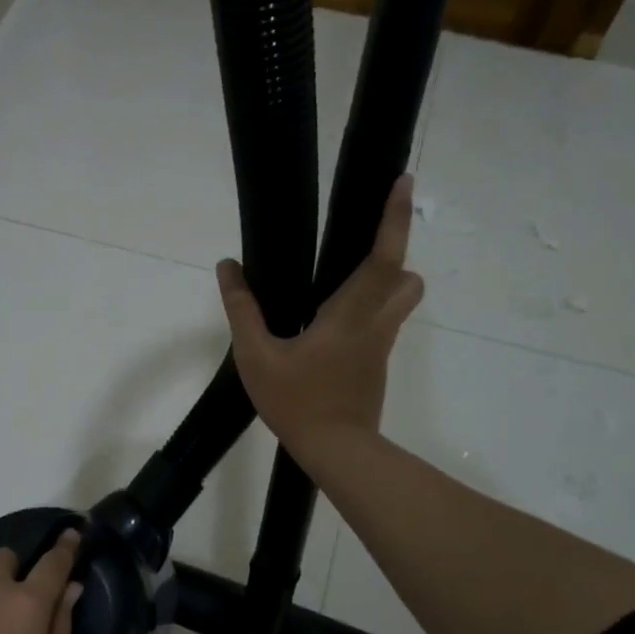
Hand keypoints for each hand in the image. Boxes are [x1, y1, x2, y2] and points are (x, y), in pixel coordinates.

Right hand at [217, 174, 423, 456]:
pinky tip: (330, 326)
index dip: (394, 218)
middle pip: (406, 277)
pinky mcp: (377, 365)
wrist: (337, 452)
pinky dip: (369, 310)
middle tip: (359, 246)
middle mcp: (375, 324)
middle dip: (394, 253)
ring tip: (341, 285)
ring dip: (385, 283)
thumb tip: (228, 267)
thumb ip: (242, 310)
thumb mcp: (256, 357)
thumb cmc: (297, 402)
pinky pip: (383, 323)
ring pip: (400, 301)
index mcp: (350, 315)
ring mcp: (381, 346)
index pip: (382, 258)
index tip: (404, 181)